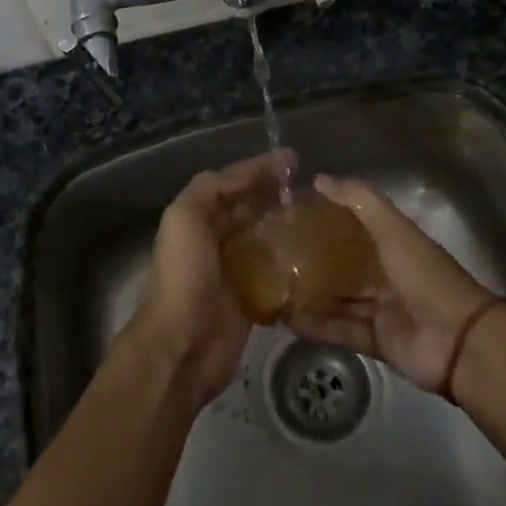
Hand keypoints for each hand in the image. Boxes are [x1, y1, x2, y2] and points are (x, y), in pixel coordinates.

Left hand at [126, 151, 294, 406]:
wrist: (182, 345)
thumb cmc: (183, 276)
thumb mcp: (185, 217)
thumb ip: (212, 188)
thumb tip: (251, 173)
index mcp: (197, 218)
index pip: (233, 183)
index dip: (260, 169)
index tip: (296, 160)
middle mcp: (215, 240)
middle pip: (252, 210)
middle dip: (278, 196)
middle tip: (315, 189)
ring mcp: (234, 272)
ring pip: (266, 241)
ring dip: (289, 228)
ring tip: (322, 218)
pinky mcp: (251, 302)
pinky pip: (276, 276)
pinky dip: (293, 265)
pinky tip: (318, 256)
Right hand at [289, 174, 497, 393]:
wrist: (460, 341)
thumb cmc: (425, 276)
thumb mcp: (394, 230)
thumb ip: (360, 202)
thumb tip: (319, 179)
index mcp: (394, 244)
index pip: (355, 226)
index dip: (327, 219)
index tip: (291, 214)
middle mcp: (387, 274)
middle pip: (344, 265)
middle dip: (313, 260)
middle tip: (273, 254)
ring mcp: (382, 309)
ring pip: (339, 299)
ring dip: (311, 294)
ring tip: (273, 287)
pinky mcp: (376, 341)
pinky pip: (341, 330)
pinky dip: (317, 326)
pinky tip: (287, 320)